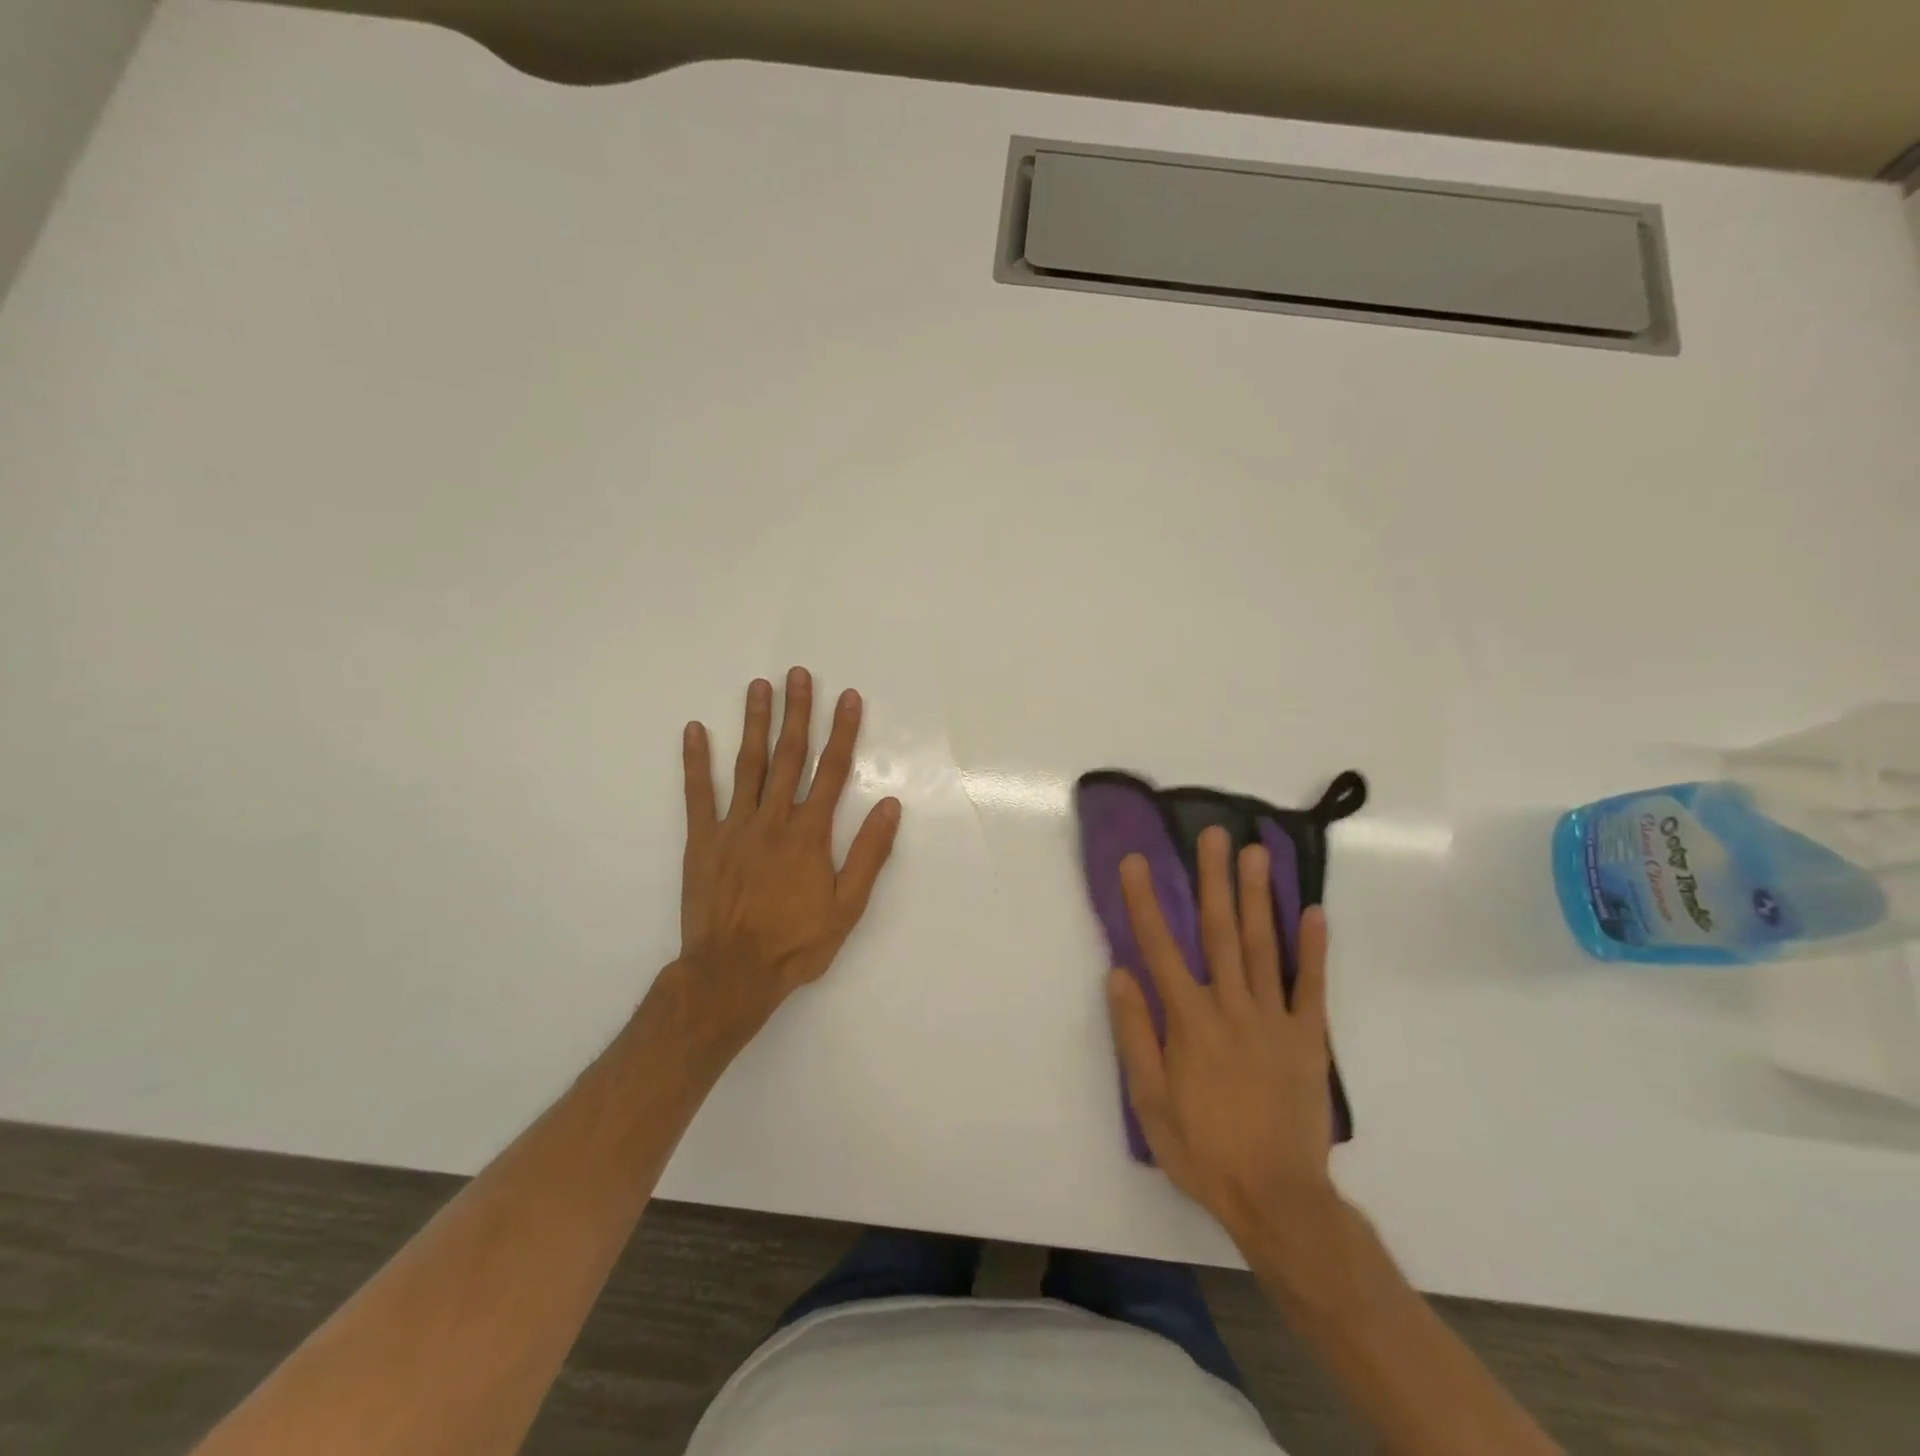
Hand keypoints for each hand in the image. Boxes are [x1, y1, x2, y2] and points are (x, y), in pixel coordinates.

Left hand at [672, 668, 901, 1050]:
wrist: (732, 973)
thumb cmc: (796, 943)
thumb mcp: (847, 907)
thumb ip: (868, 854)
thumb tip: (891, 806)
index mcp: (809, 833)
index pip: (831, 771)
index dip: (843, 731)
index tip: (848, 697)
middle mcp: (773, 819)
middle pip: (788, 756)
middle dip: (797, 712)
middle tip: (799, 673)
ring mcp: (734, 826)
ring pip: (747, 764)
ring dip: (754, 723)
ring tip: (759, 686)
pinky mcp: (702, 840)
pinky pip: (698, 794)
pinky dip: (696, 761)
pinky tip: (695, 730)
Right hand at [1106, 828, 1344, 1258]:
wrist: (1278, 1198)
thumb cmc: (1203, 1149)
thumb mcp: (1149, 1100)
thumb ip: (1135, 1033)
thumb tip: (1120, 973)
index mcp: (1189, 1020)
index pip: (1160, 948)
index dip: (1145, 901)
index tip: (1138, 861)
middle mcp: (1231, 1006)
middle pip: (1219, 932)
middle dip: (1213, 879)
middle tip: (1214, 834)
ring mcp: (1274, 1019)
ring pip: (1264, 947)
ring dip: (1259, 897)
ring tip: (1258, 853)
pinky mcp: (1309, 1038)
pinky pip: (1312, 987)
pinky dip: (1314, 949)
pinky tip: (1314, 911)